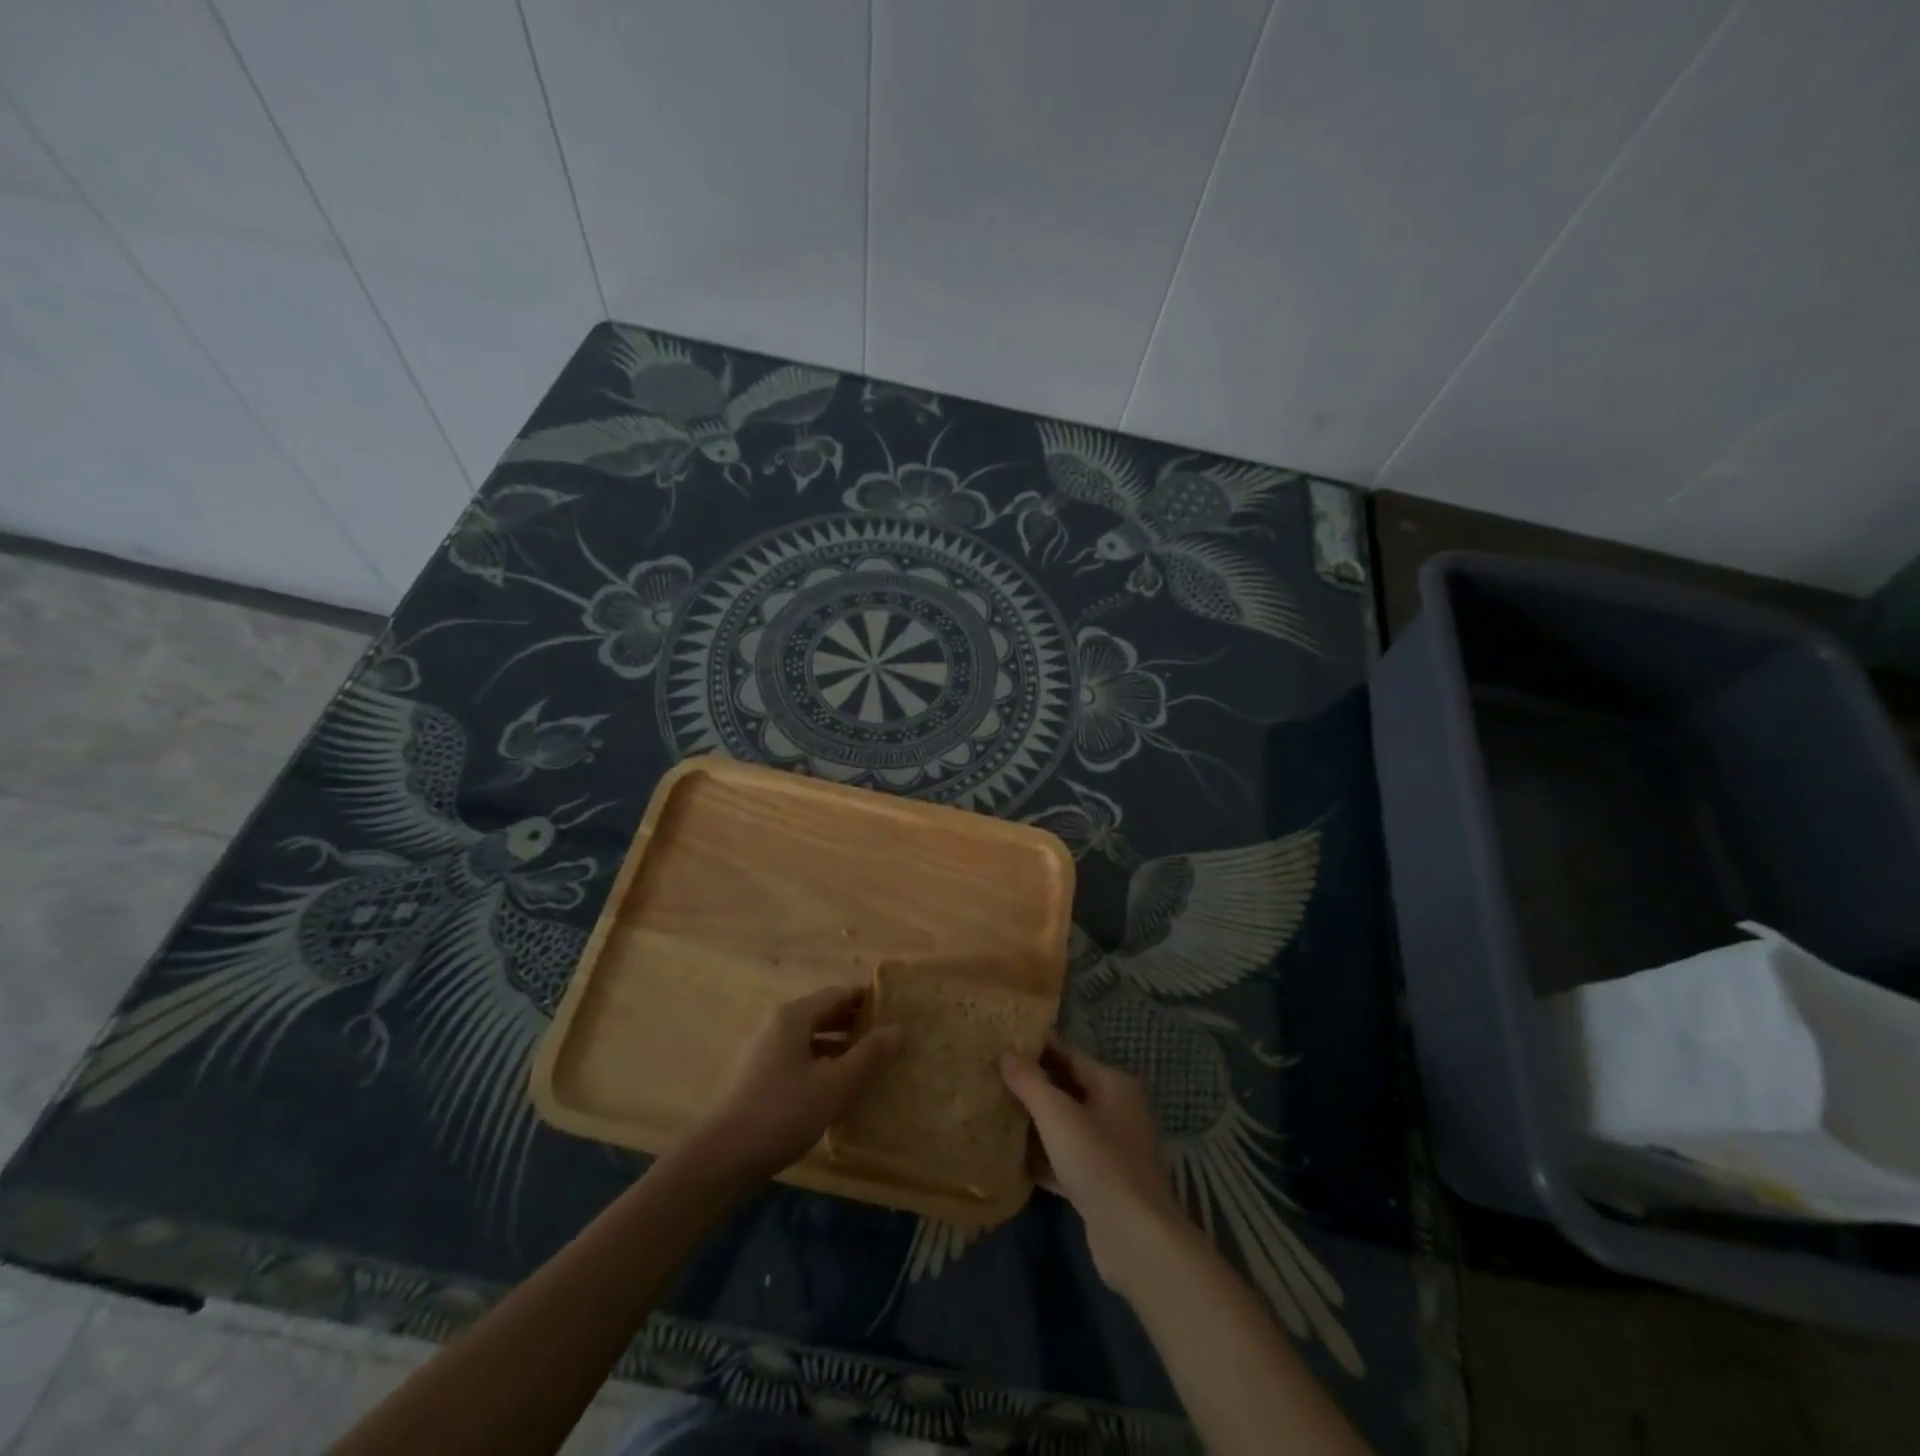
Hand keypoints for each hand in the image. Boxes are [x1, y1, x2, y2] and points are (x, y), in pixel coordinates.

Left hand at [689, 985, 904, 1181]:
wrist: (720, 1160)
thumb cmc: (782, 1113)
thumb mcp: (835, 1085)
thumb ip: (870, 1055)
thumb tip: (900, 1028)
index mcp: (792, 1017)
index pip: (836, 994)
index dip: (865, 999)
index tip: (893, 1007)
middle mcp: (775, 1025)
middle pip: (821, 1013)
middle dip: (853, 1022)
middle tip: (886, 1035)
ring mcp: (761, 1052)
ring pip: (807, 1038)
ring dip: (837, 1045)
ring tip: (867, 1061)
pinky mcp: (755, 1078)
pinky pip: (795, 1058)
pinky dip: (819, 1062)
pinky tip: (834, 1087)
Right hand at [1001, 1042, 1188, 1291]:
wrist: (1135, 1239)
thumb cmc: (1098, 1162)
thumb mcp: (1057, 1116)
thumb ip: (1030, 1082)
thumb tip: (1006, 1053)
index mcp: (1114, 1084)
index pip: (1069, 1054)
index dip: (1036, 1049)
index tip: (1002, 1044)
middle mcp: (1118, 1110)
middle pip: (1068, 1089)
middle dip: (1033, 1085)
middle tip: (993, 1077)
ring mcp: (1112, 1149)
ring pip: (1066, 1126)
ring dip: (1036, 1122)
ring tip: (996, 1112)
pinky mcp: (1102, 1184)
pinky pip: (1066, 1159)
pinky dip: (1044, 1157)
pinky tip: (1013, 1158)